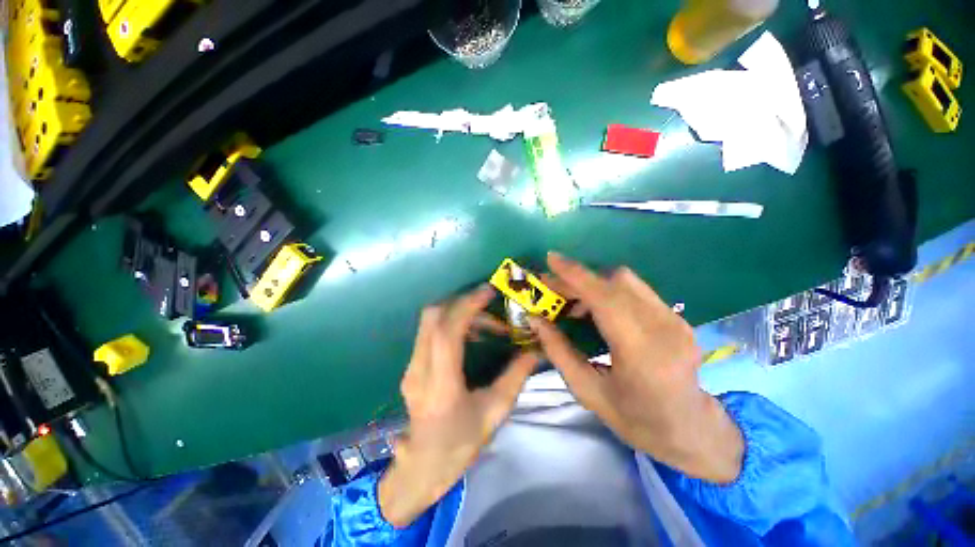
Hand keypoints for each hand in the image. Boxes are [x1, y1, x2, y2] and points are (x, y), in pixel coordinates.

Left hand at [379, 285, 539, 527]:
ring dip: (458, 312)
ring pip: (429, 321)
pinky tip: (471, 335)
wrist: (423, 466)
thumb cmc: (461, 444)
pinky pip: (429, 331)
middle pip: (432, 317)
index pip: (447, 334)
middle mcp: (419, 372)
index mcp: (440, 388)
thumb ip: (516, 377)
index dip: (467, 307)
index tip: (488, 292)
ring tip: (486, 324)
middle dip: (462, 302)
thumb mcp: (495, 412)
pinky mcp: (411, 365)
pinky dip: (451, 322)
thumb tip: (535, 350)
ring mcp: (411, 367)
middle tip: (489, 304)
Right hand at [530, 253, 743, 482]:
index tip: (551, 258)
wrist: (691, 430)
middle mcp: (664, 328)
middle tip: (553, 288)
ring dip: (594, 283)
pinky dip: (609, 291)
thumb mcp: (587, 391)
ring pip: (627, 280)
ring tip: (572, 302)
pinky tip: (597, 310)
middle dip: (578, 278)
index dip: (576, 275)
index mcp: (642, 353)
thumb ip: (558, 351)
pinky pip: (636, 290)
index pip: (606, 299)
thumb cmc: (635, 420)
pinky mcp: (677, 316)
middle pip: (616, 281)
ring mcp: (676, 320)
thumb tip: (535, 319)